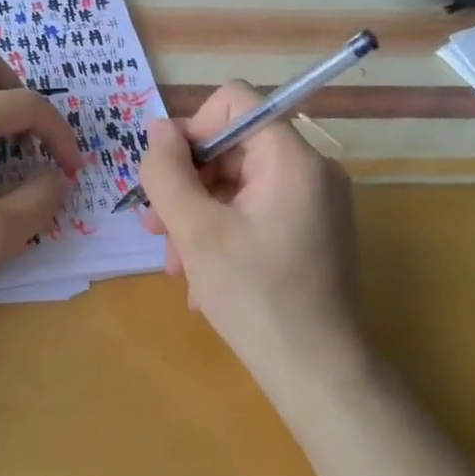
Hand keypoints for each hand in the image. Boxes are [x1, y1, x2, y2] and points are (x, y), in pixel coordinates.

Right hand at [139, 81, 361, 381]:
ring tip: (175, 265)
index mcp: (291, 158)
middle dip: (186, 185)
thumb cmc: (255, 296)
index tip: (167, 177)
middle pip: (231, 147)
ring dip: (195, 217)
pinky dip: (221, 234)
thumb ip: (168, 172)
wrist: (318, 375)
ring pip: (236, 184)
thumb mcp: (195, 231)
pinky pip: (254, 212)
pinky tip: (202, 279)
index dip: (192, 129)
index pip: (234, 100)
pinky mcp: (310, 232)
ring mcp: (314, 203)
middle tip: (156, 231)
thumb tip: (157, 129)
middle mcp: (310, 170)